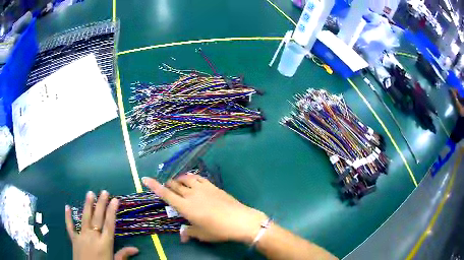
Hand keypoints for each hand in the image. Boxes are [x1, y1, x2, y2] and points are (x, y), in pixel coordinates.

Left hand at [65, 191, 138, 259]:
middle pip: (97, 218)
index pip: (109, 225)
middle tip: (103, 192)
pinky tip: (67, 207)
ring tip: (89, 193)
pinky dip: (68, 217)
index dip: (112, 212)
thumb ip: (123, 255)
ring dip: (87, 205)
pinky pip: (70, 226)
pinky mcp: (74, 239)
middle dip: (101, 204)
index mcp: (105, 244)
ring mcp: (82, 236)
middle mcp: (93, 237)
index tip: (115, 200)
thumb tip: (136, 249)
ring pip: (85, 218)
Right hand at [142, 175, 266, 243]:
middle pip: (174, 185)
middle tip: (167, 188)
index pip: (165, 194)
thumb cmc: (218, 229)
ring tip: (178, 183)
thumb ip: (189, 232)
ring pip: (185, 178)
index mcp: (185, 206)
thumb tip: (182, 236)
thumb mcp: (201, 234)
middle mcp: (191, 194)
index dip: (154, 186)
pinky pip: (198, 177)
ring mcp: (202, 188)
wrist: (240, 220)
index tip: (145, 178)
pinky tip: (192, 180)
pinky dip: (191, 177)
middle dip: (167, 185)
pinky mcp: (212, 186)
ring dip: (179, 180)